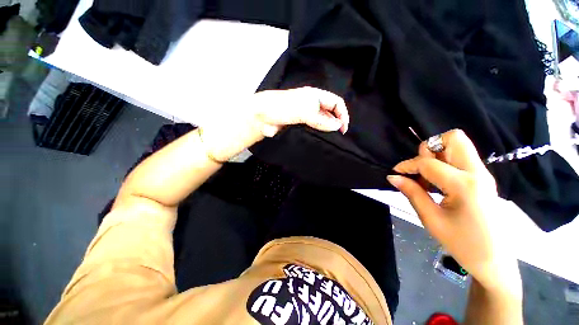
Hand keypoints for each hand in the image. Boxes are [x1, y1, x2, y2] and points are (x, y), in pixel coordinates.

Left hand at [199, 87, 349, 161]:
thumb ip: (319, 118)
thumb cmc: (280, 108)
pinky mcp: (301, 125)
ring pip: (323, 122)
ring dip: (328, 129)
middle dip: (337, 122)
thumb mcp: (301, 110)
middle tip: (338, 136)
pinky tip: (321, 139)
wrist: (261, 117)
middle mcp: (312, 105)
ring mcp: (306, 116)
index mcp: (314, 96)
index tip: (343, 128)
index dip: (342, 114)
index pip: (335, 102)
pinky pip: (314, 129)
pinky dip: (319, 134)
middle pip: (330, 113)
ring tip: (331, 139)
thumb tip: (336, 126)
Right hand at [387, 129, 518, 290]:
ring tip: (427, 176)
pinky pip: (461, 157)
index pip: (429, 163)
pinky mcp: (483, 178)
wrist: (494, 260)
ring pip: (458, 145)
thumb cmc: (462, 243)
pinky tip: (436, 181)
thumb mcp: (431, 219)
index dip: (407, 165)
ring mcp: (483, 174)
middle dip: (429, 149)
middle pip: (453, 138)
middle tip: (420, 169)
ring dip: (437, 154)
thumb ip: (412, 193)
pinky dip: (444, 162)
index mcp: (465, 185)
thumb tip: (393, 177)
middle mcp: (477, 172)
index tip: (396, 173)